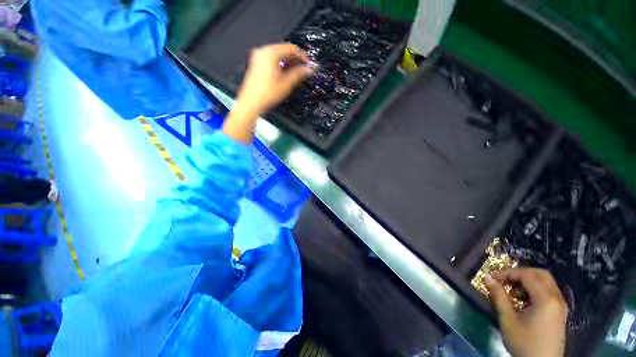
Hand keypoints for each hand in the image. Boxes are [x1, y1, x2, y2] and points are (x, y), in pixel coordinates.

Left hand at [235, 43, 315, 115]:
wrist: (251, 103)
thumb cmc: (267, 94)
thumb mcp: (286, 84)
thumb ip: (299, 74)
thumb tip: (309, 69)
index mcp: (270, 53)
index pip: (291, 48)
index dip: (302, 56)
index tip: (310, 63)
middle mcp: (263, 51)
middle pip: (284, 50)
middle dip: (296, 59)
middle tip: (305, 68)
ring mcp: (258, 57)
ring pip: (278, 55)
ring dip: (289, 62)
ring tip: (298, 72)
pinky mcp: (257, 64)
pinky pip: (272, 59)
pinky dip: (281, 64)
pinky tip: (286, 73)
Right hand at [485, 268, 567, 356]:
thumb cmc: (524, 343)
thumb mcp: (508, 320)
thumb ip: (499, 297)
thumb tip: (487, 278)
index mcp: (546, 299)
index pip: (526, 275)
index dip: (507, 273)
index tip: (491, 277)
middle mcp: (557, 298)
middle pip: (540, 274)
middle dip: (520, 273)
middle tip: (504, 279)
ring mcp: (560, 305)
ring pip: (546, 282)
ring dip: (528, 281)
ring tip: (513, 292)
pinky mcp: (560, 312)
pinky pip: (548, 292)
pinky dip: (535, 290)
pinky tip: (524, 301)